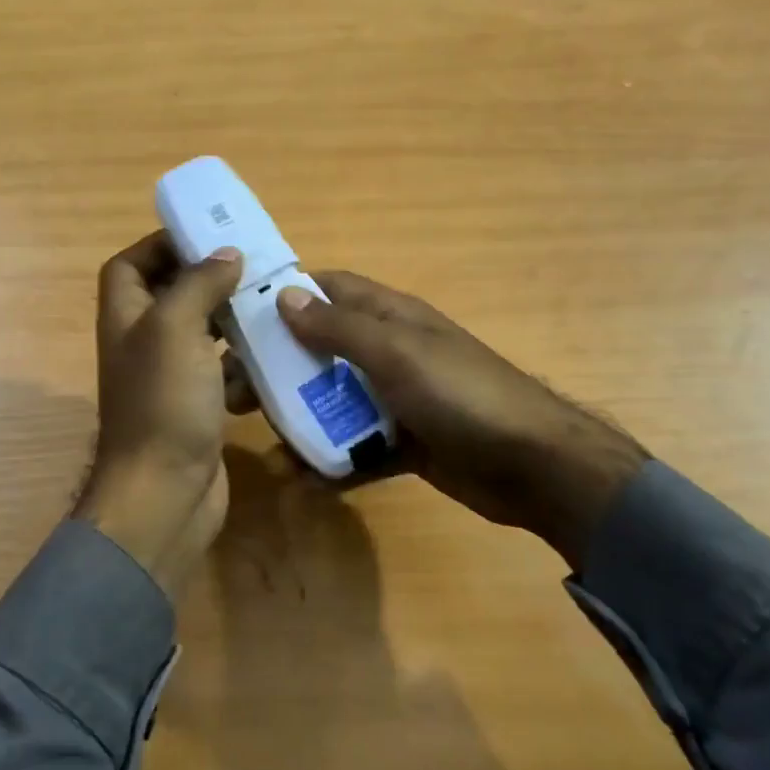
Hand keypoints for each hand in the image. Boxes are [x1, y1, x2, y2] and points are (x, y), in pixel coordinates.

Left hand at [73, 232, 244, 598]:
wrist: (166, 493)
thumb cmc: (164, 402)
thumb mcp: (176, 328)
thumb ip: (198, 284)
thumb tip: (225, 254)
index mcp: (125, 318)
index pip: (128, 265)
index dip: (158, 246)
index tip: (205, 237)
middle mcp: (142, 344)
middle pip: (170, 296)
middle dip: (207, 281)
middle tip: (252, 269)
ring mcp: (169, 379)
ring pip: (201, 335)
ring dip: (231, 322)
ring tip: (272, 306)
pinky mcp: (196, 408)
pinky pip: (220, 373)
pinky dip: (242, 366)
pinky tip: (272, 359)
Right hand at [273, 273, 647, 568]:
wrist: (534, 466)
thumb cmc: (461, 394)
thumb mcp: (396, 353)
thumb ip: (339, 327)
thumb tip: (284, 296)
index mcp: (388, 317)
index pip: (327, 289)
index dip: (285, 296)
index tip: (238, 318)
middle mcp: (388, 352)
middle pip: (320, 350)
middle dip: (279, 368)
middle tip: (235, 393)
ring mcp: (397, 399)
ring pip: (334, 401)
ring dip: (300, 419)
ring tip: (266, 442)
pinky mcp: (404, 442)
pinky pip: (358, 446)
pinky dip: (333, 460)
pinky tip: (305, 479)